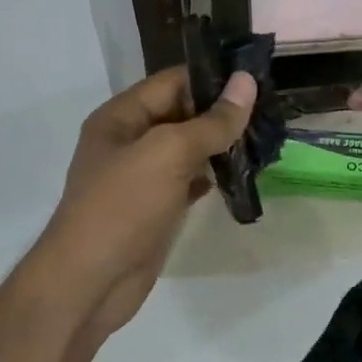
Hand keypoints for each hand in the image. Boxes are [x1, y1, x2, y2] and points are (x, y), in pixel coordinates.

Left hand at [43, 65, 256, 344]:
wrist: (90, 282)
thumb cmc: (123, 206)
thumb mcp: (169, 153)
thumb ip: (211, 121)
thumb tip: (246, 82)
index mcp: (121, 117)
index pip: (172, 82)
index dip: (213, 79)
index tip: (258, 80)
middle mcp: (128, 141)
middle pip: (181, 114)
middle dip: (222, 113)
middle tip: (270, 112)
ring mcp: (141, 177)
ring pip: (188, 149)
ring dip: (221, 145)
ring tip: (264, 140)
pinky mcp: (154, 208)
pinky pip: (188, 181)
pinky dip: (213, 176)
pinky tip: (242, 175)